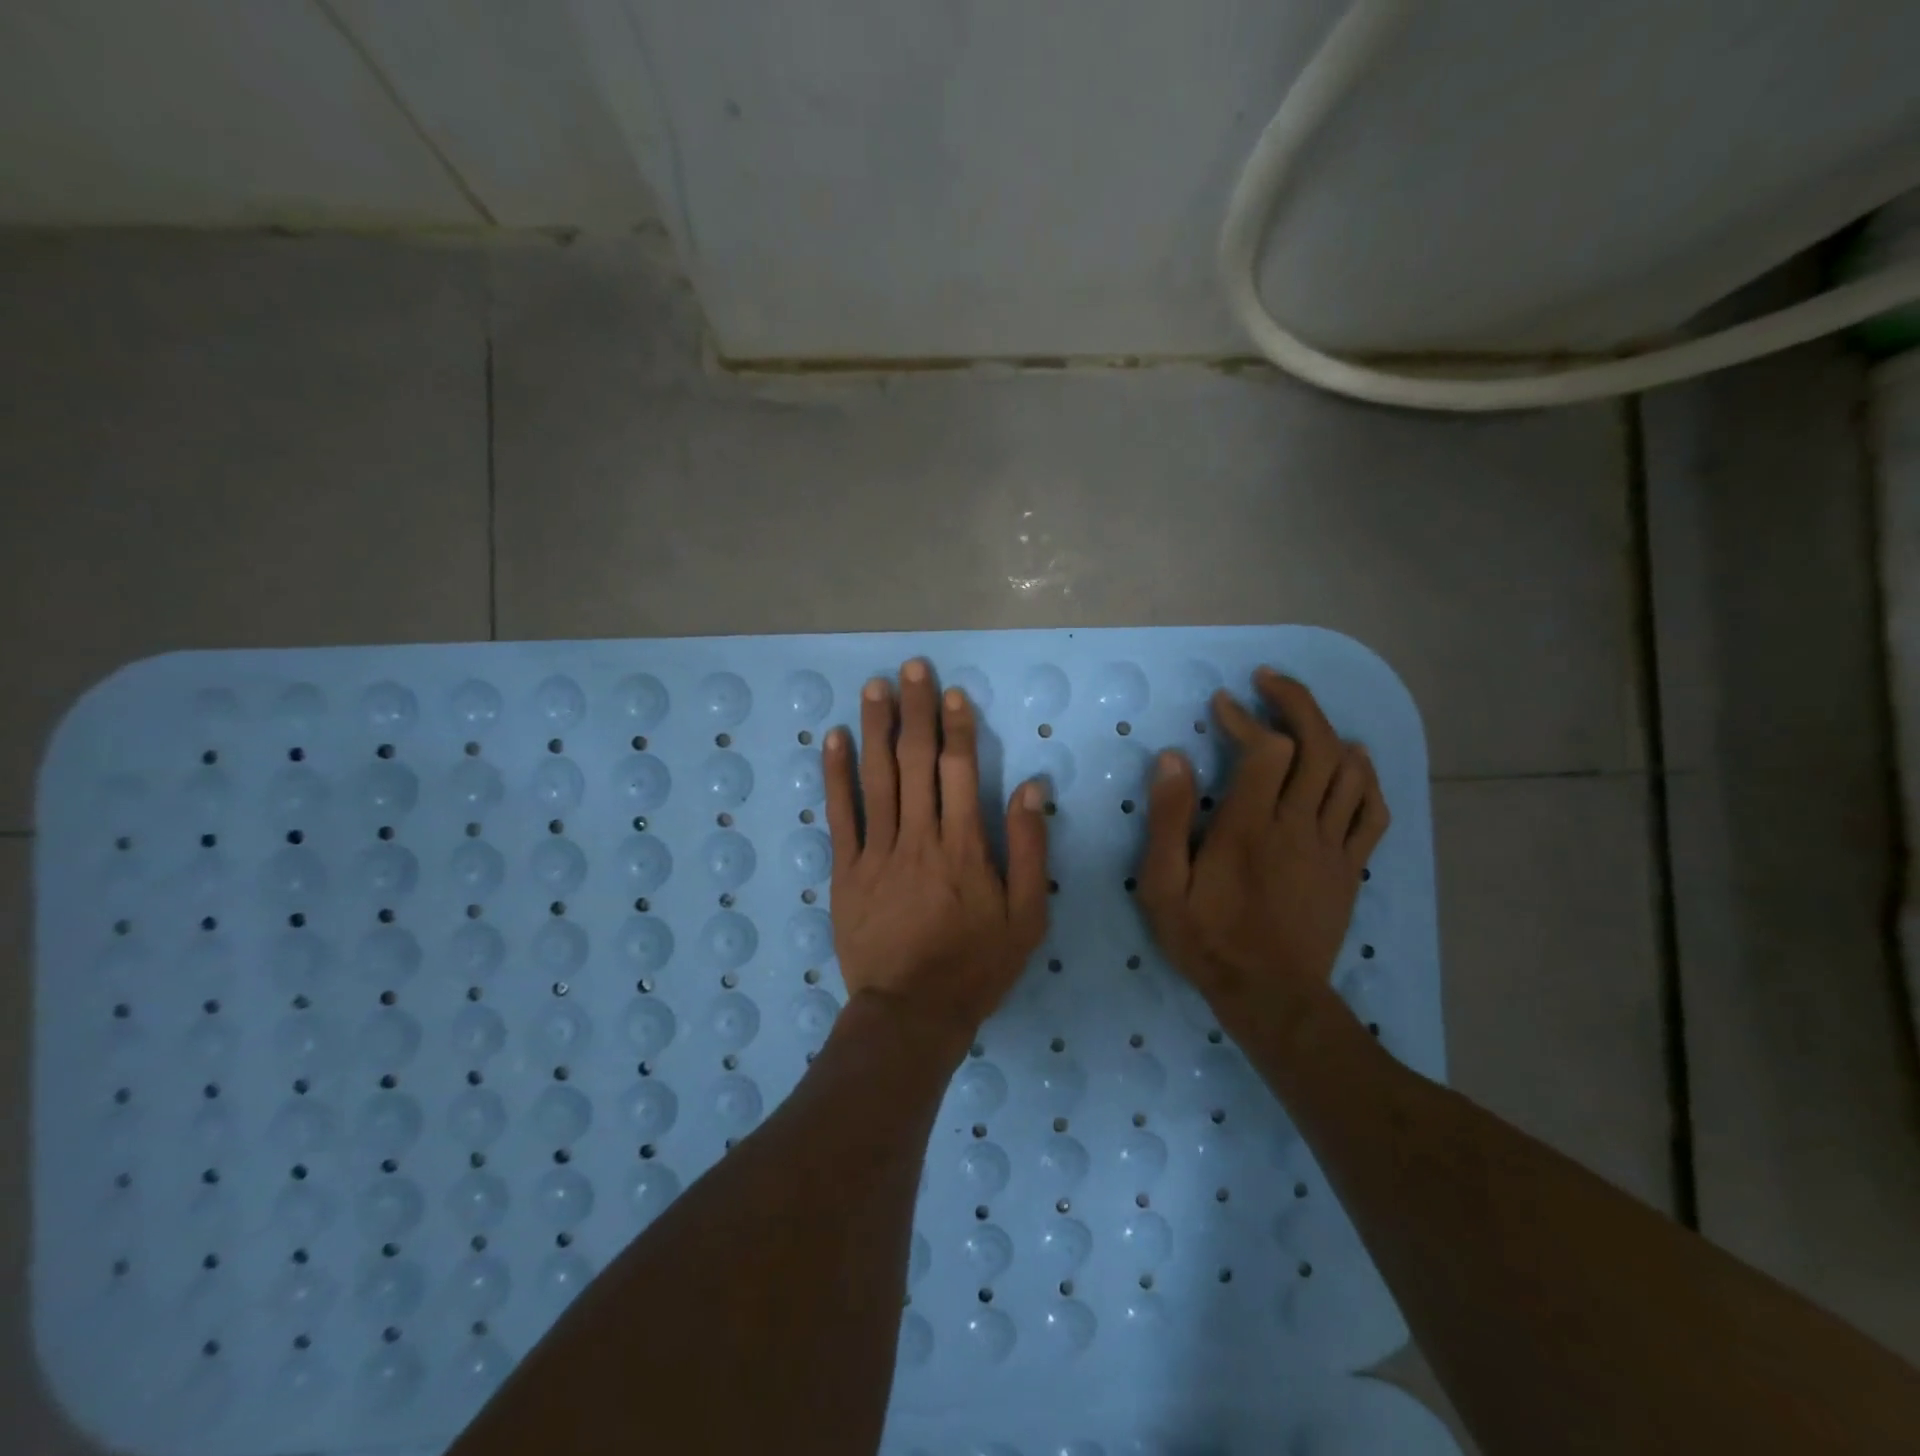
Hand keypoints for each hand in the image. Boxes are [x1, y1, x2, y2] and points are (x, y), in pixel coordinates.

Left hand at [823, 659, 1050, 1046]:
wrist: (913, 1012)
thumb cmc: (977, 965)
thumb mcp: (1028, 916)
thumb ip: (1030, 849)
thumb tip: (1030, 787)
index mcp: (965, 846)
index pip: (960, 769)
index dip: (956, 726)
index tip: (951, 692)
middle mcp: (920, 836)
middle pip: (916, 761)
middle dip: (916, 710)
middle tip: (912, 667)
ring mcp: (877, 852)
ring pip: (877, 777)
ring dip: (876, 728)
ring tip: (875, 687)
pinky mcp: (846, 870)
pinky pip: (840, 815)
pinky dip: (835, 775)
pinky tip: (834, 739)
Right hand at [1137, 668, 1389, 1037]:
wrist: (1271, 996)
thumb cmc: (1208, 939)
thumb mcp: (1163, 886)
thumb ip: (1168, 820)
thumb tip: (1174, 758)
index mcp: (1249, 827)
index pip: (1266, 750)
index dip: (1247, 716)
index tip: (1223, 703)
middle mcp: (1297, 825)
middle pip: (1316, 745)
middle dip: (1294, 702)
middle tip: (1269, 681)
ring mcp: (1331, 845)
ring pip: (1348, 771)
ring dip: (1328, 730)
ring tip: (1302, 713)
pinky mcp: (1351, 866)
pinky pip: (1371, 810)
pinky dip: (1366, 777)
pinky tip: (1353, 760)